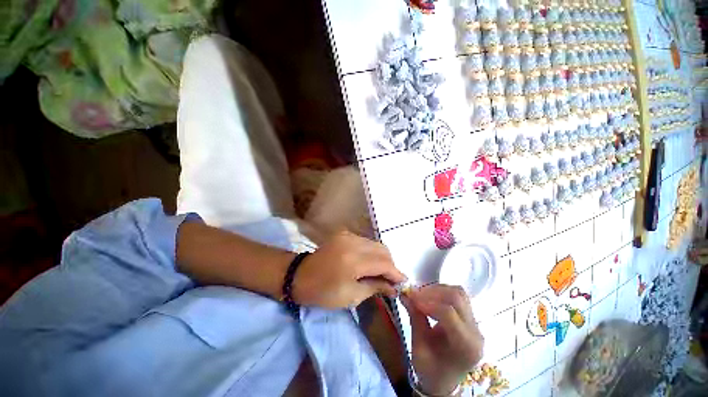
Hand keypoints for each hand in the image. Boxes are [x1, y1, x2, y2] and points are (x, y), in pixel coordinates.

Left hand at [293, 231, 406, 308]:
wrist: (299, 275)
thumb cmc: (323, 292)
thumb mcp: (351, 297)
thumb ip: (375, 287)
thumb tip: (394, 287)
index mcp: (353, 261)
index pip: (384, 263)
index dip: (396, 273)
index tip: (403, 284)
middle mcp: (353, 242)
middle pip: (382, 250)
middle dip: (390, 265)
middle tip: (390, 280)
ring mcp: (348, 235)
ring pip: (375, 244)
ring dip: (382, 258)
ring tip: (380, 272)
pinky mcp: (345, 233)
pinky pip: (366, 241)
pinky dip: (372, 252)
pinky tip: (369, 262)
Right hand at [401, 284, 483, 395]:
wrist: (443, 382)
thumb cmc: (430, 370)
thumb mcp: (419, 347)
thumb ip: (415, 318)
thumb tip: (405, 294)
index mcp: (465, 346)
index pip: (448, 313)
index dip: (427, 302)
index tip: (411, 299)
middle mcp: (476, 333)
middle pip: (457, 297)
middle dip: (432, 292)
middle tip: (415, 295)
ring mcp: (475, 325)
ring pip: (459, 293)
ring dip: (437, 290)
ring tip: (422, 295)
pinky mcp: (470, 319)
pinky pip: (458, 297)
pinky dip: (442, 293)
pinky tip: (430, 298)